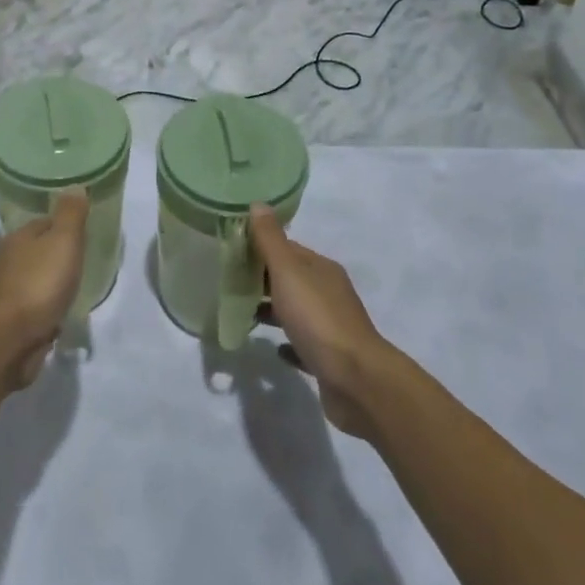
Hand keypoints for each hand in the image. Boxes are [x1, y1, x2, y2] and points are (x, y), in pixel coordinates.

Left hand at [0, 188, 88, 389]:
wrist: (12, 338)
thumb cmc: (40, 282)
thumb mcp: (63, 241)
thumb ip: (71, 215)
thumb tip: (74, 185)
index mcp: (19, 237)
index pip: (43, 223)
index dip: (63, 225)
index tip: (82, 232)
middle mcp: (9, 261)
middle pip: (37, 250)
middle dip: (55, 254)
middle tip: (80, 259)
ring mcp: (8, 292)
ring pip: (34, 278)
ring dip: (49, 281)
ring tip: (72, 286)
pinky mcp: (12, 320)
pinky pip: (34, 306)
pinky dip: (45, 306)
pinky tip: (58, 311)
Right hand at [250, 206, 394, 438]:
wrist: (356, 380)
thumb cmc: (318, 319)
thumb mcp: (288, 272)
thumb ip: (271, 240)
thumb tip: (258, 204)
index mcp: (321, 269)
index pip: (287, 249)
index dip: (260, 247)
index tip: (231, 252)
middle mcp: (328, 292)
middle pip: (290, 278)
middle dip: (262, 278)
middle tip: (228, 282)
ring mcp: (330, 326)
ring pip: (295, 310)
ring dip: (272, 309)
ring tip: (241, 313)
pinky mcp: (328, 357)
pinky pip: (302, 343)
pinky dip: (287, 341)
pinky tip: (273, 348)